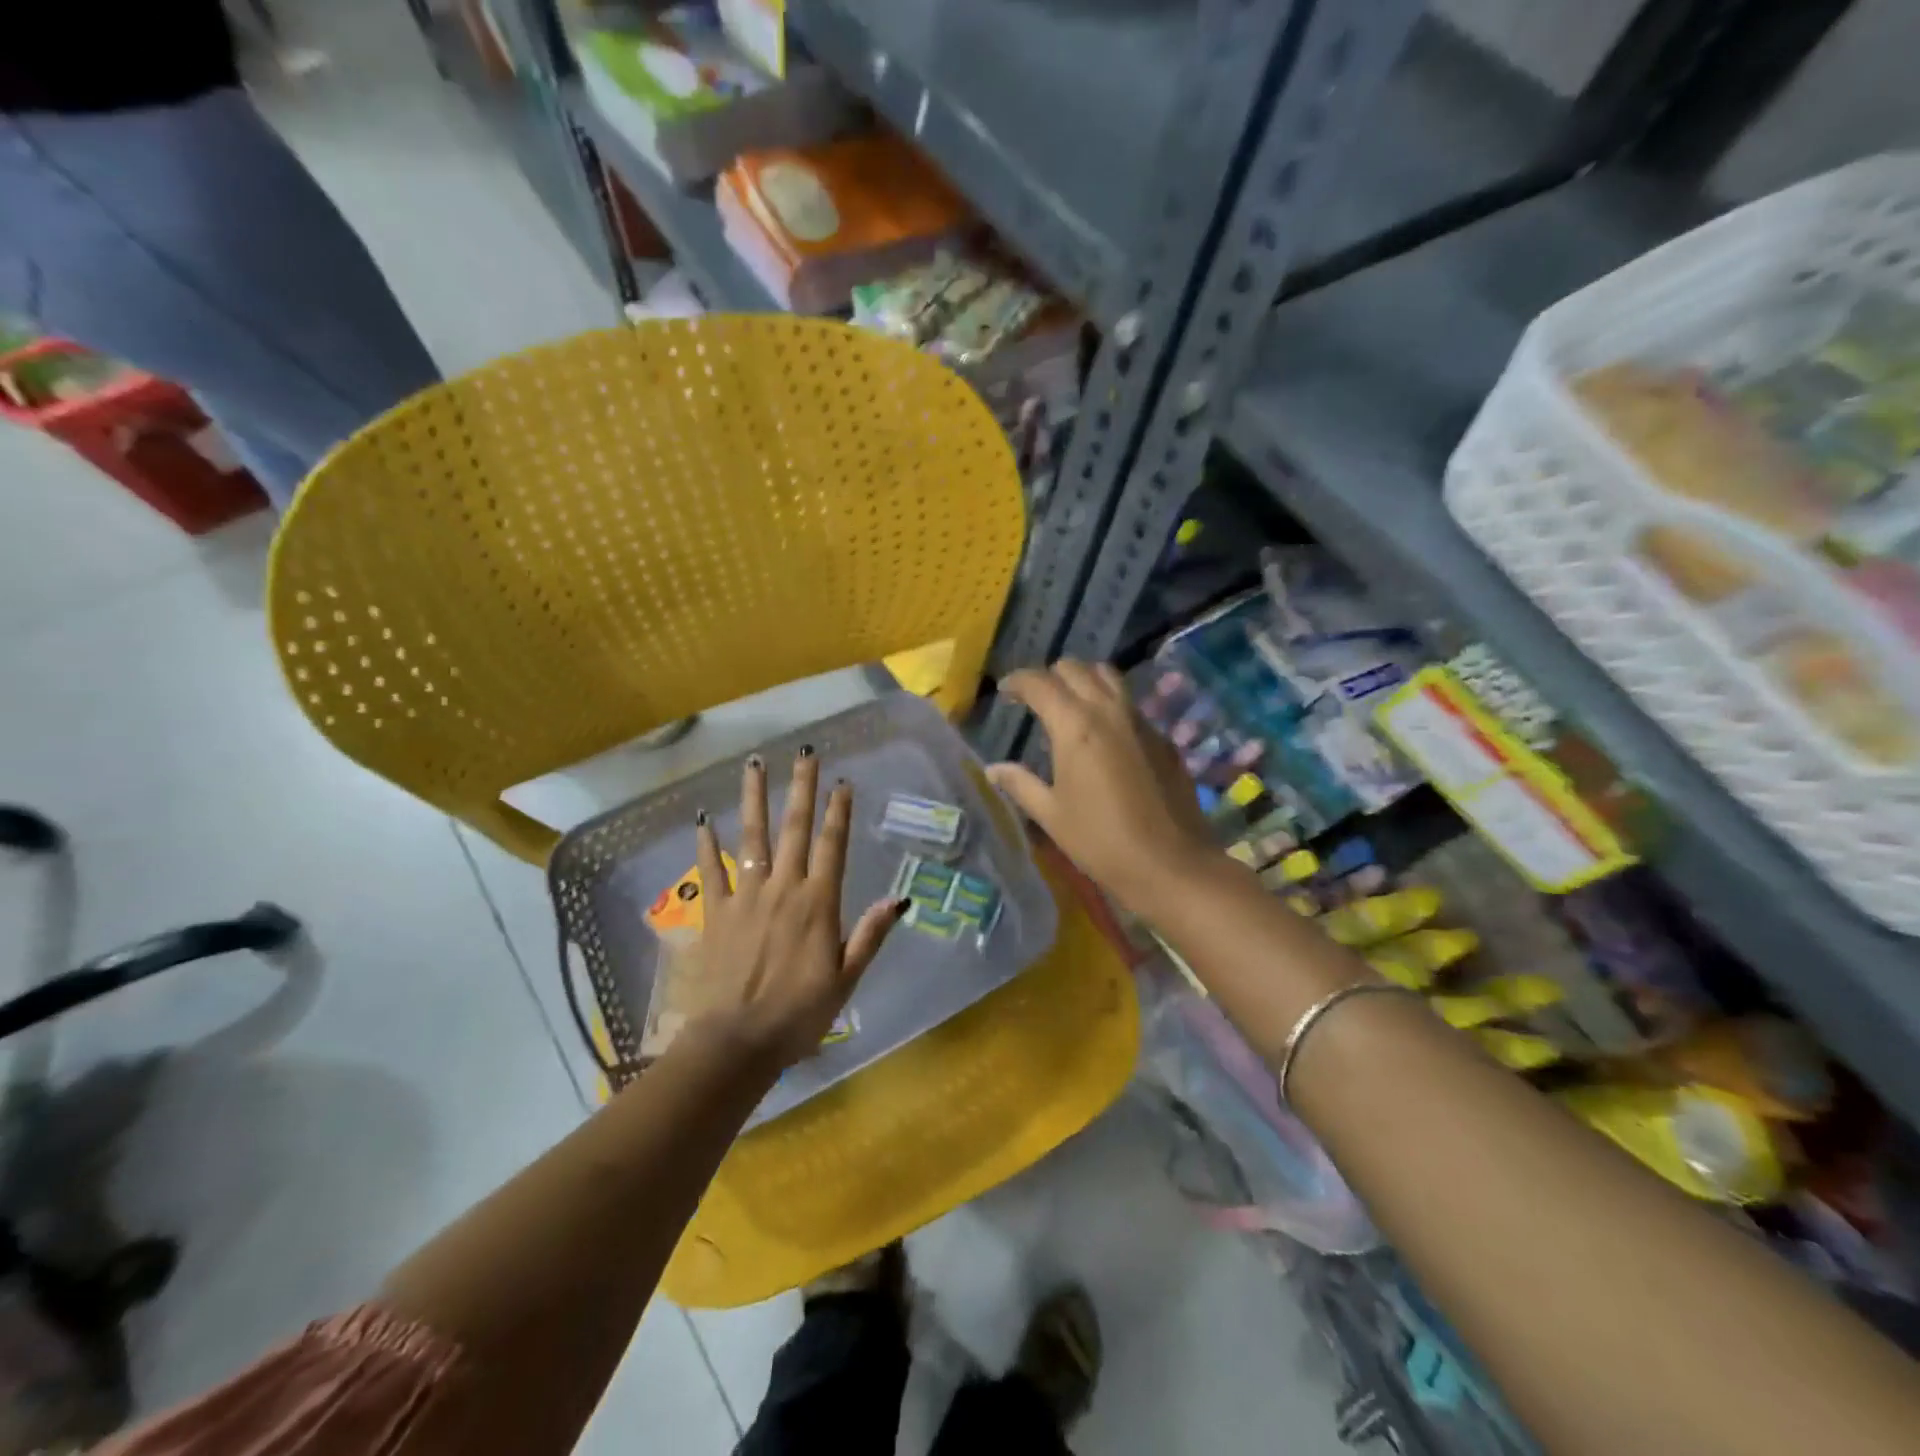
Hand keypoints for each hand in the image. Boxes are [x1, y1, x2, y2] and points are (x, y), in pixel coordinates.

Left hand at [690, 748, 908, 1071]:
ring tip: (754, 764)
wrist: (737, 1042)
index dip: (839, 811)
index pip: (832, 845)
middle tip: (805, 753)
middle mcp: (783, 888)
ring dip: (754, 798)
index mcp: (818, 903)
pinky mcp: (717, 912)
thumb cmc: (800, 1014)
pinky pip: (711, 870)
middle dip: (801, 788)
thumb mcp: (847, 979)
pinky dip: (706, 843)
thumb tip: (899, 899)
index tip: (842, 781)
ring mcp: (746, 896)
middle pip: (794, 828)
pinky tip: (703, 818)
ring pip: (752, 837)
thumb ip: (870, 935)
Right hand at [986, 661, 1217, 918]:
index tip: (1004, 691)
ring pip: (1109, 678)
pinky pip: (1130, 705)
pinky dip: (1110, 706)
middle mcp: (1109, 711)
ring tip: (1070, 705)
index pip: (1040, 683)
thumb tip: (993, 768)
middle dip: (1051, 676)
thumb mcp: (1051, 815)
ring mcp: (1141, 721)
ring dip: (1084, 681)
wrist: (1171, 864)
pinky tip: (1104, 736)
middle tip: (1036, 698)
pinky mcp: (1163, 738)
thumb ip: (1020, 784)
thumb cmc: (1101, 841)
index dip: (1017, 682)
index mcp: (1075, 725)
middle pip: (1076, 669)